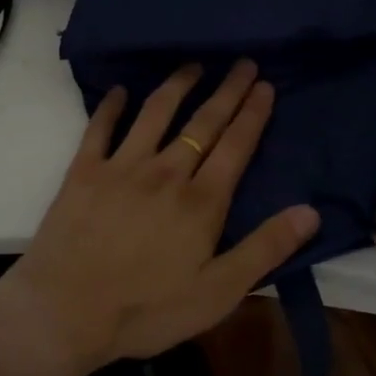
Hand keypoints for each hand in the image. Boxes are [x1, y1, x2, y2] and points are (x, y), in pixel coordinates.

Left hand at [0, 60, 318, 375]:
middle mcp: (166, 172)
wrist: (64, 312)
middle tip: (242, 62)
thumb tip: (310, 211)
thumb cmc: (146, 310)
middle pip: (203, 122)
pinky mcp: (84, 171)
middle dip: (227, 91)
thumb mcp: (218, 292)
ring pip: (156, 113)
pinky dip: (111, 106)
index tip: (265, 84)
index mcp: (201, 201)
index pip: (235, 146)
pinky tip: (120, 90)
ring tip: (193, 65)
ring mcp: (122, 166)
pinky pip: (100, 128)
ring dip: (178, 86)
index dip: (252, 113)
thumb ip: (265, 248)